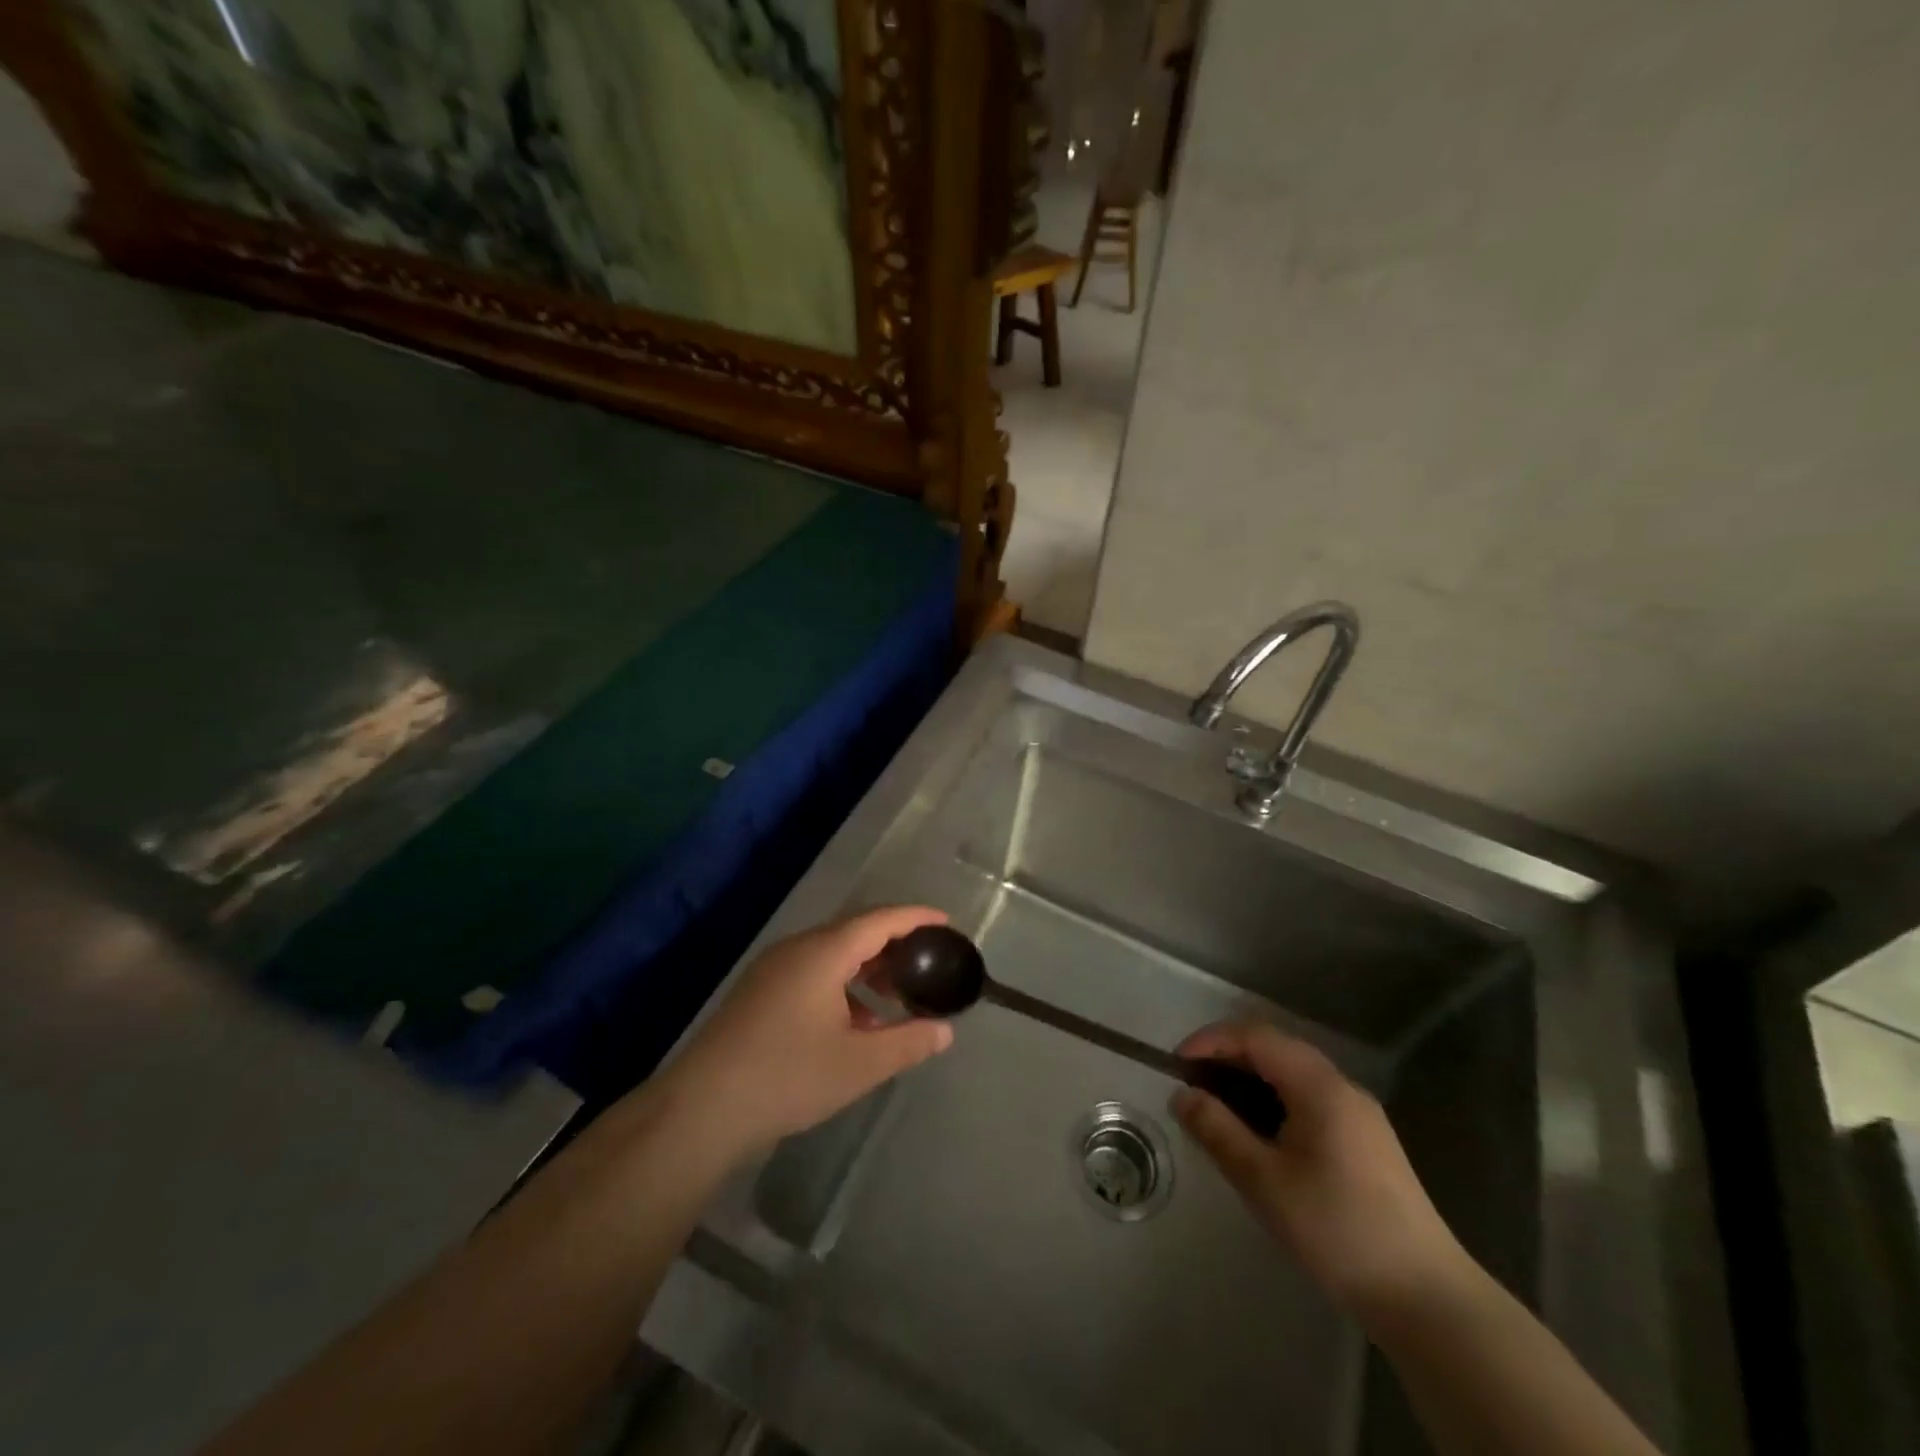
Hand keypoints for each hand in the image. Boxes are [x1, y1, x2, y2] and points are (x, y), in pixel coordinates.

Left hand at [661, 906, 954, 1159]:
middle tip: (926, 965)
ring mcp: (773, 969)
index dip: (916, 918)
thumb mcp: (859, 1065)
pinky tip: (854, 1024)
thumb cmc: (788, 1077)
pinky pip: (812, 972)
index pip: (880, 920)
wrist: (702, 1109)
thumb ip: (908, 1043)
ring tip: (894, 1000)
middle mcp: (798, 948)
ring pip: (832, 954)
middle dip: (894, 946)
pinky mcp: (759, 992)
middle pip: (856, 932)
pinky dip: (842, 985)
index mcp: (824, 953)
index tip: (945, 924)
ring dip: (867, 970)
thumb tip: (944, 1031)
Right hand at [1172, 1022, 1469, 1323]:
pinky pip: (1308, 1101)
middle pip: (1274, 1050)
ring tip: (1217, 1114)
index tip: (1176, 1067)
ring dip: (1249, 1083)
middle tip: (1192, 1089)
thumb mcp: (1263, 1180)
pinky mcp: (1366, 1143)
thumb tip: (1182, 1095)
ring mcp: (1359, 1115)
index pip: (1255, 1036)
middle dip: (1227, 1060)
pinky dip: (1273, 1104)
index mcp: (1319, 1085)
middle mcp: (1341, 1087)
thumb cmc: (1337, 1229)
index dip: (1211, 1042)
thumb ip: (1217, 1130)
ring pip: (1291, 1077)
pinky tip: (1259, 1140)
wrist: (1426, 1299)